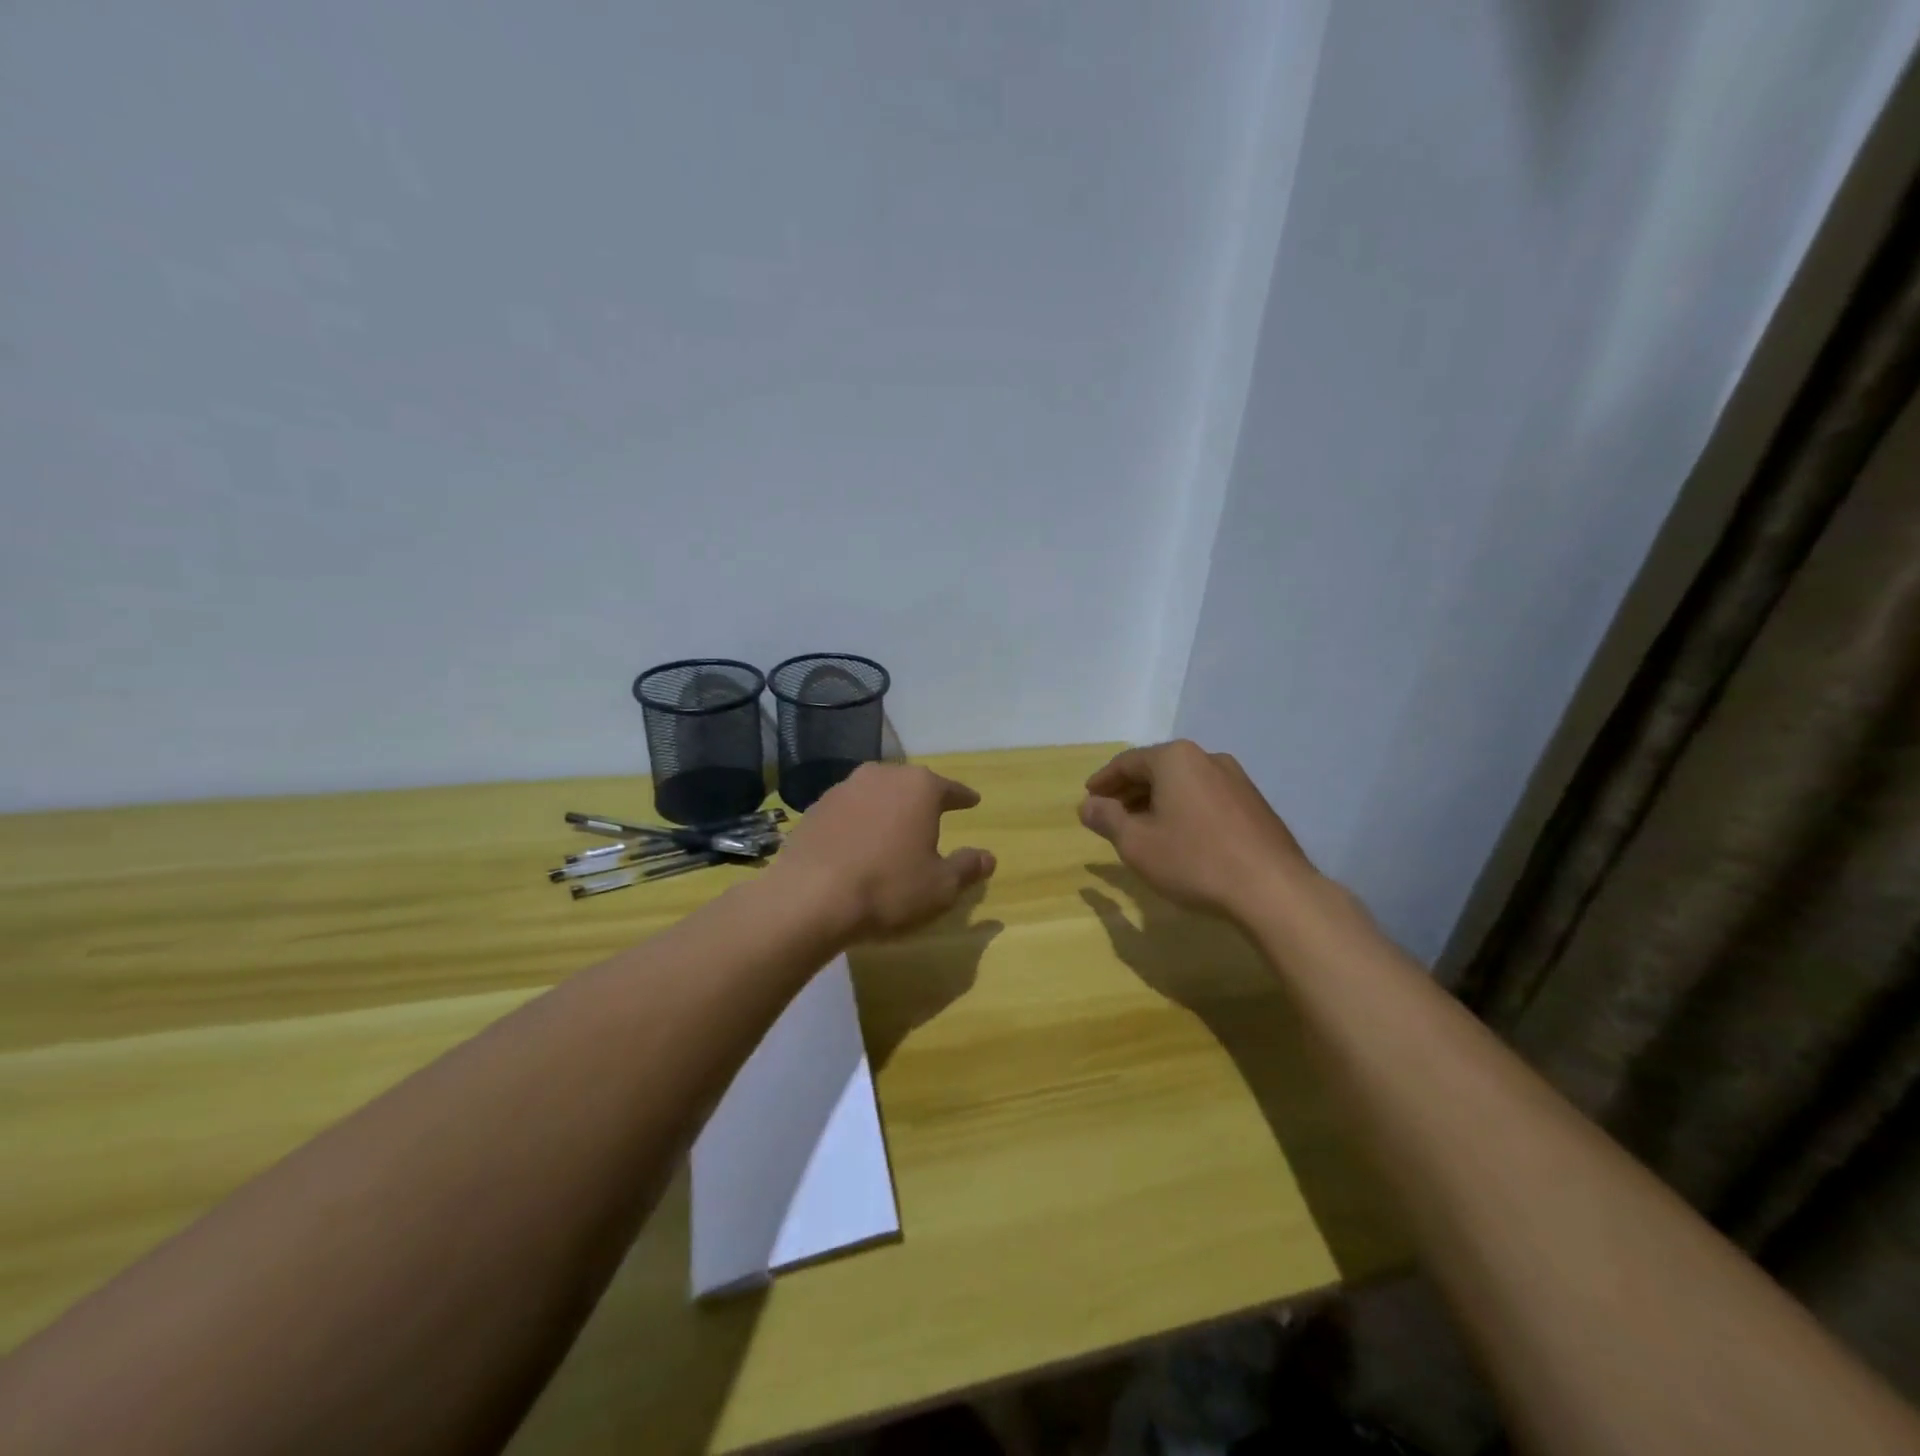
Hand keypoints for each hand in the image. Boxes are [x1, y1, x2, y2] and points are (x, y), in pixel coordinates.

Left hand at [770, 763, 996, 941]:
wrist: (809, 898)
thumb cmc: (888, 888)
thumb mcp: (940, 887)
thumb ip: (967, 867)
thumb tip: (988, 857)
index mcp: (919, 787)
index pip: (950, 789)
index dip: (963, 798)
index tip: (972, 801)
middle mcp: (881, 776)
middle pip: (910, 784)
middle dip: (922, 799)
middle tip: (931, 815)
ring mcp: (843, 789)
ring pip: (875, 794)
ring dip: (886, 808)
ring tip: (892, 830)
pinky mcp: (814, 809)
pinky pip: (847, 811)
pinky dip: (857, 822)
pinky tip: (857, 844)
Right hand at [1078, 741, 1316, 922]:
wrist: (1272, 890)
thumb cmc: (1194, 860)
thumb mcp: (1136, 843)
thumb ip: (1107, 819)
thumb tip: (1087, 805)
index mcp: (1176, 759)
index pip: (1128, 762)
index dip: (1104, 781)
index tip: (1088, 798)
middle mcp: (1207, 758)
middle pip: (1157, 769)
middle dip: (1129, 791)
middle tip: (1109, 813)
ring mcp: (1236, 780)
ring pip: (1183, 784)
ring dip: (1157, 801)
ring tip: (1141, 827)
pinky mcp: (1254, 804)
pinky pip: (1206, 798)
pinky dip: (1184, 809)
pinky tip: (1179, 836)